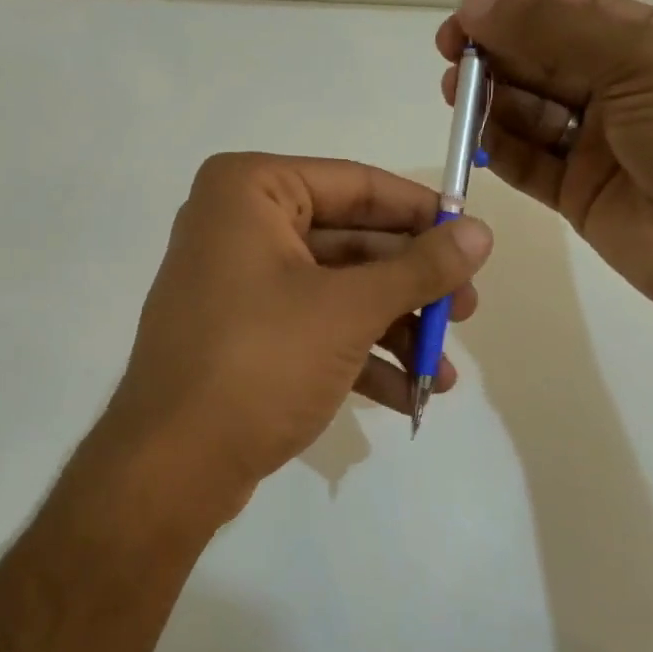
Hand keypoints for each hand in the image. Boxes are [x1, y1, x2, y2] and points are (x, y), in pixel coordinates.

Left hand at [105, 153, 492, 496]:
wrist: (172, 466)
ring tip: (443, 372)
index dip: (421, 213)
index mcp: (251, 191)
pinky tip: (409, 394)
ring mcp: (239, 283)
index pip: (356, 185)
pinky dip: (360, 356)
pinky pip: (313, 327)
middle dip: (412, 286)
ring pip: (336, 290)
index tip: (474, 238)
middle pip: (351, 242)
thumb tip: (480, 231)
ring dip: (394, 330)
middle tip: (468, 311)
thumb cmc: (260, 363)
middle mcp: (239, 225)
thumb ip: (419, 268)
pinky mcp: (243, 334)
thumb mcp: (349, 310)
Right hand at [439, 0, 652, 315]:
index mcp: (650, 46)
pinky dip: (499, 148)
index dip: (522, 1)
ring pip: (530, 111)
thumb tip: (476, 8)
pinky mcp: (577, 192)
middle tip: (449, 48)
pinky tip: (472, 134)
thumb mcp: (639, 60)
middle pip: (545, 60)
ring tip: (454, 90)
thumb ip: (553, 32)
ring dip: (491, 97)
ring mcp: (597, 145)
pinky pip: (528, 162)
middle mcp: (621, 91)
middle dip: (498, 49)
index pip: (575, 11)